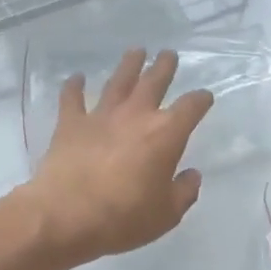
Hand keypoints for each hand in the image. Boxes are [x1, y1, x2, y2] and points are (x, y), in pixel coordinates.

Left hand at [20, 49, 213, 266]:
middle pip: (154, 82)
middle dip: (164, 67)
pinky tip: (76, 77)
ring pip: (118, 82)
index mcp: (165, 134)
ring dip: (129, 65)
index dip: (200, 100)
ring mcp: (100, 116)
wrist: (65, 215)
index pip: (191, 108)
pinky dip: (74, 86)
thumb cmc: (123, 217)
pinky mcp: (70, 124)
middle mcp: (135, 116)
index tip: (205, 97)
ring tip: (136, 52)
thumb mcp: (166, 214)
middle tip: (169, 54)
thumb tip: (192, 175)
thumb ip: (184, 192)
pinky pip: (72, 98)